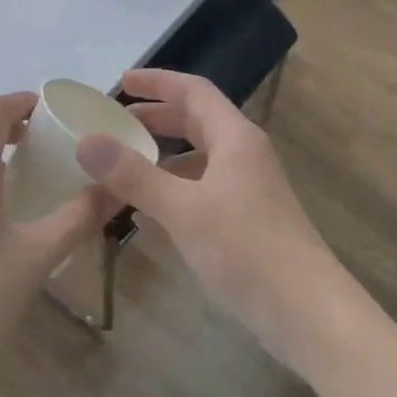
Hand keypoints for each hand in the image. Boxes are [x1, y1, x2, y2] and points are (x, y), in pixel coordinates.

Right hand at [75, 69, 350, 371]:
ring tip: (124, 167)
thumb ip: (134, 176)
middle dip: (156, 117)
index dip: (157, 82)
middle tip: (116, 122)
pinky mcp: (246, 221)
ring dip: (163, 157)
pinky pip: (202, 191)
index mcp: (234, 138)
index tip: (120, 82)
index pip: (193, 91)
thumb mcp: (183, 210)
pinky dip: (173, 191)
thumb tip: (87, 142)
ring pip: (198, 158)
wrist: (308, 314)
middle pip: (196, 121)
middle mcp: (243, 155)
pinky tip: (147, 215)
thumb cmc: (247, 249)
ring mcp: (247, 189)